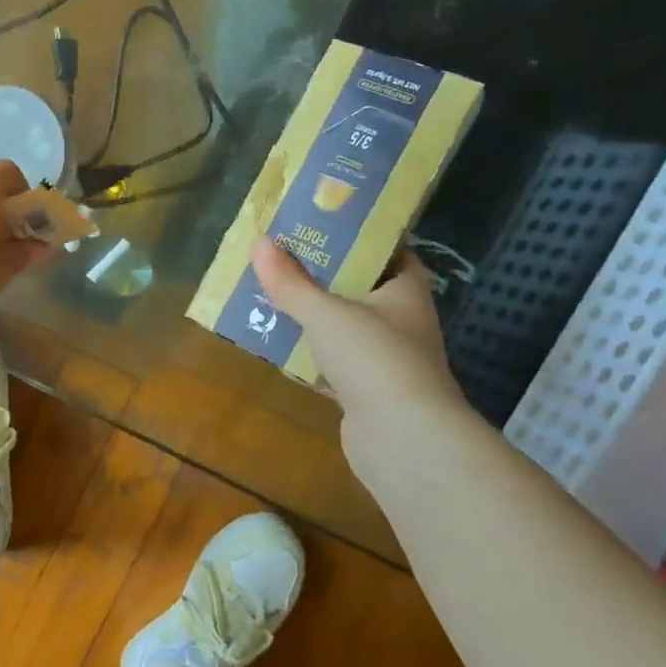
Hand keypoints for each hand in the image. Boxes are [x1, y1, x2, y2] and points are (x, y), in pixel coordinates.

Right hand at [249, 238, 468, 474]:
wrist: (403, 438)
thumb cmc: (374, 358)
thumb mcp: (325, 312)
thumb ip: (291, 282)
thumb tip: (260, 243)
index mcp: (405, 293)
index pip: (391, 254)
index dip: (361, 240)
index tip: (323, 228)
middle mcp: (401, 322)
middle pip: (361, 290)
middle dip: (323, 277)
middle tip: (282, 259)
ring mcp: (385, 360)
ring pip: (343, 328)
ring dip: (312, 317)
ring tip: (269, 297)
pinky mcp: (366, 392)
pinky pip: (332, 363)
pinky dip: (308, 355)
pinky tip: (277, 345)